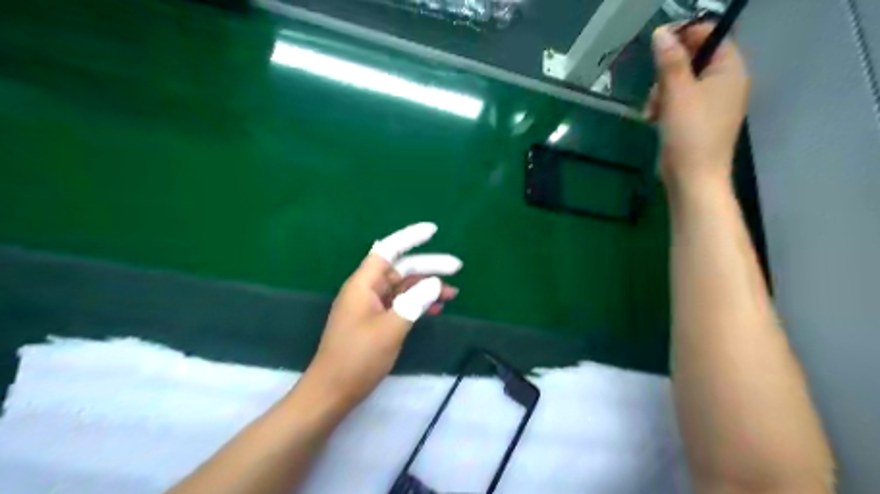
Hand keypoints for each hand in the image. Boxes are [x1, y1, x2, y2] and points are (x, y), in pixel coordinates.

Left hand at [307, 223, 461, 408]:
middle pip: (401, 268)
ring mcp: (371, 305)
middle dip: (429, 266)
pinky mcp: (375, 320)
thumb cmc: (358, 358)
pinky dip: (418, 303)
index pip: (388, 249)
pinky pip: (400, 303)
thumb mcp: (391, 328)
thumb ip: (414, 302)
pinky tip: (435, 309)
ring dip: (427, 287)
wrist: (332, 391)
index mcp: (364, 283)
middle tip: (457, 268)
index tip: (433, 231)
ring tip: (453, 293)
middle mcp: (367, 289)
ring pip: (403, 287)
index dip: (410, 237)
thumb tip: (434, 283)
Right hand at [645, 24, 748, 191]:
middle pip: (692, 59)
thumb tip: (661, 32)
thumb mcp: (677, 94)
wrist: (693, 179)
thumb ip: (670, 62)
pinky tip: (653, 120)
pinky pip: (679, 101)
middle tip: (655, 91)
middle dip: (667, 73)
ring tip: (651, 112)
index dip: (683, 36)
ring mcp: (711, 104)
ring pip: (681, 82)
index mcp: (729, 70)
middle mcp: (725, 83)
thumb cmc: (689, 134)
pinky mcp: (697, 121)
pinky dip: (664, 107)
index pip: (710, 35)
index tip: (656, 46)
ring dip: (661, 93)